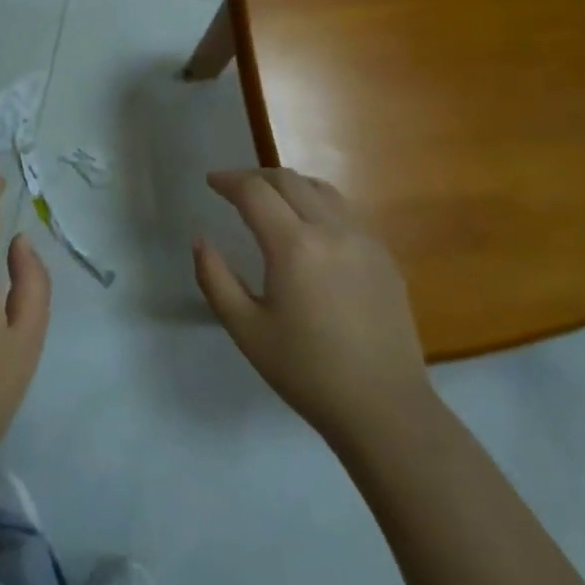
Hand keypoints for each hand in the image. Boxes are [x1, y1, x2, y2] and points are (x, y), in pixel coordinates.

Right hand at [195, 168, 430, 440]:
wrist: (384, 408)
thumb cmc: (306, 371)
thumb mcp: (246, 329)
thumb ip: (215, 278)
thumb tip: (200, 239)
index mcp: (294, 246)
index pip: (255, 192)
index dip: (228, 180)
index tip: (211, 182)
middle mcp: (332, 230)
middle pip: (289, 180)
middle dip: (255, 177)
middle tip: (233, 189)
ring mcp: (364, 240)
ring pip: (321, 189)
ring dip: (288, 185)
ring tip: (269, 200)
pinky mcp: (384, 256)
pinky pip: (345, 211)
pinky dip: (317, 204)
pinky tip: (308, 229)